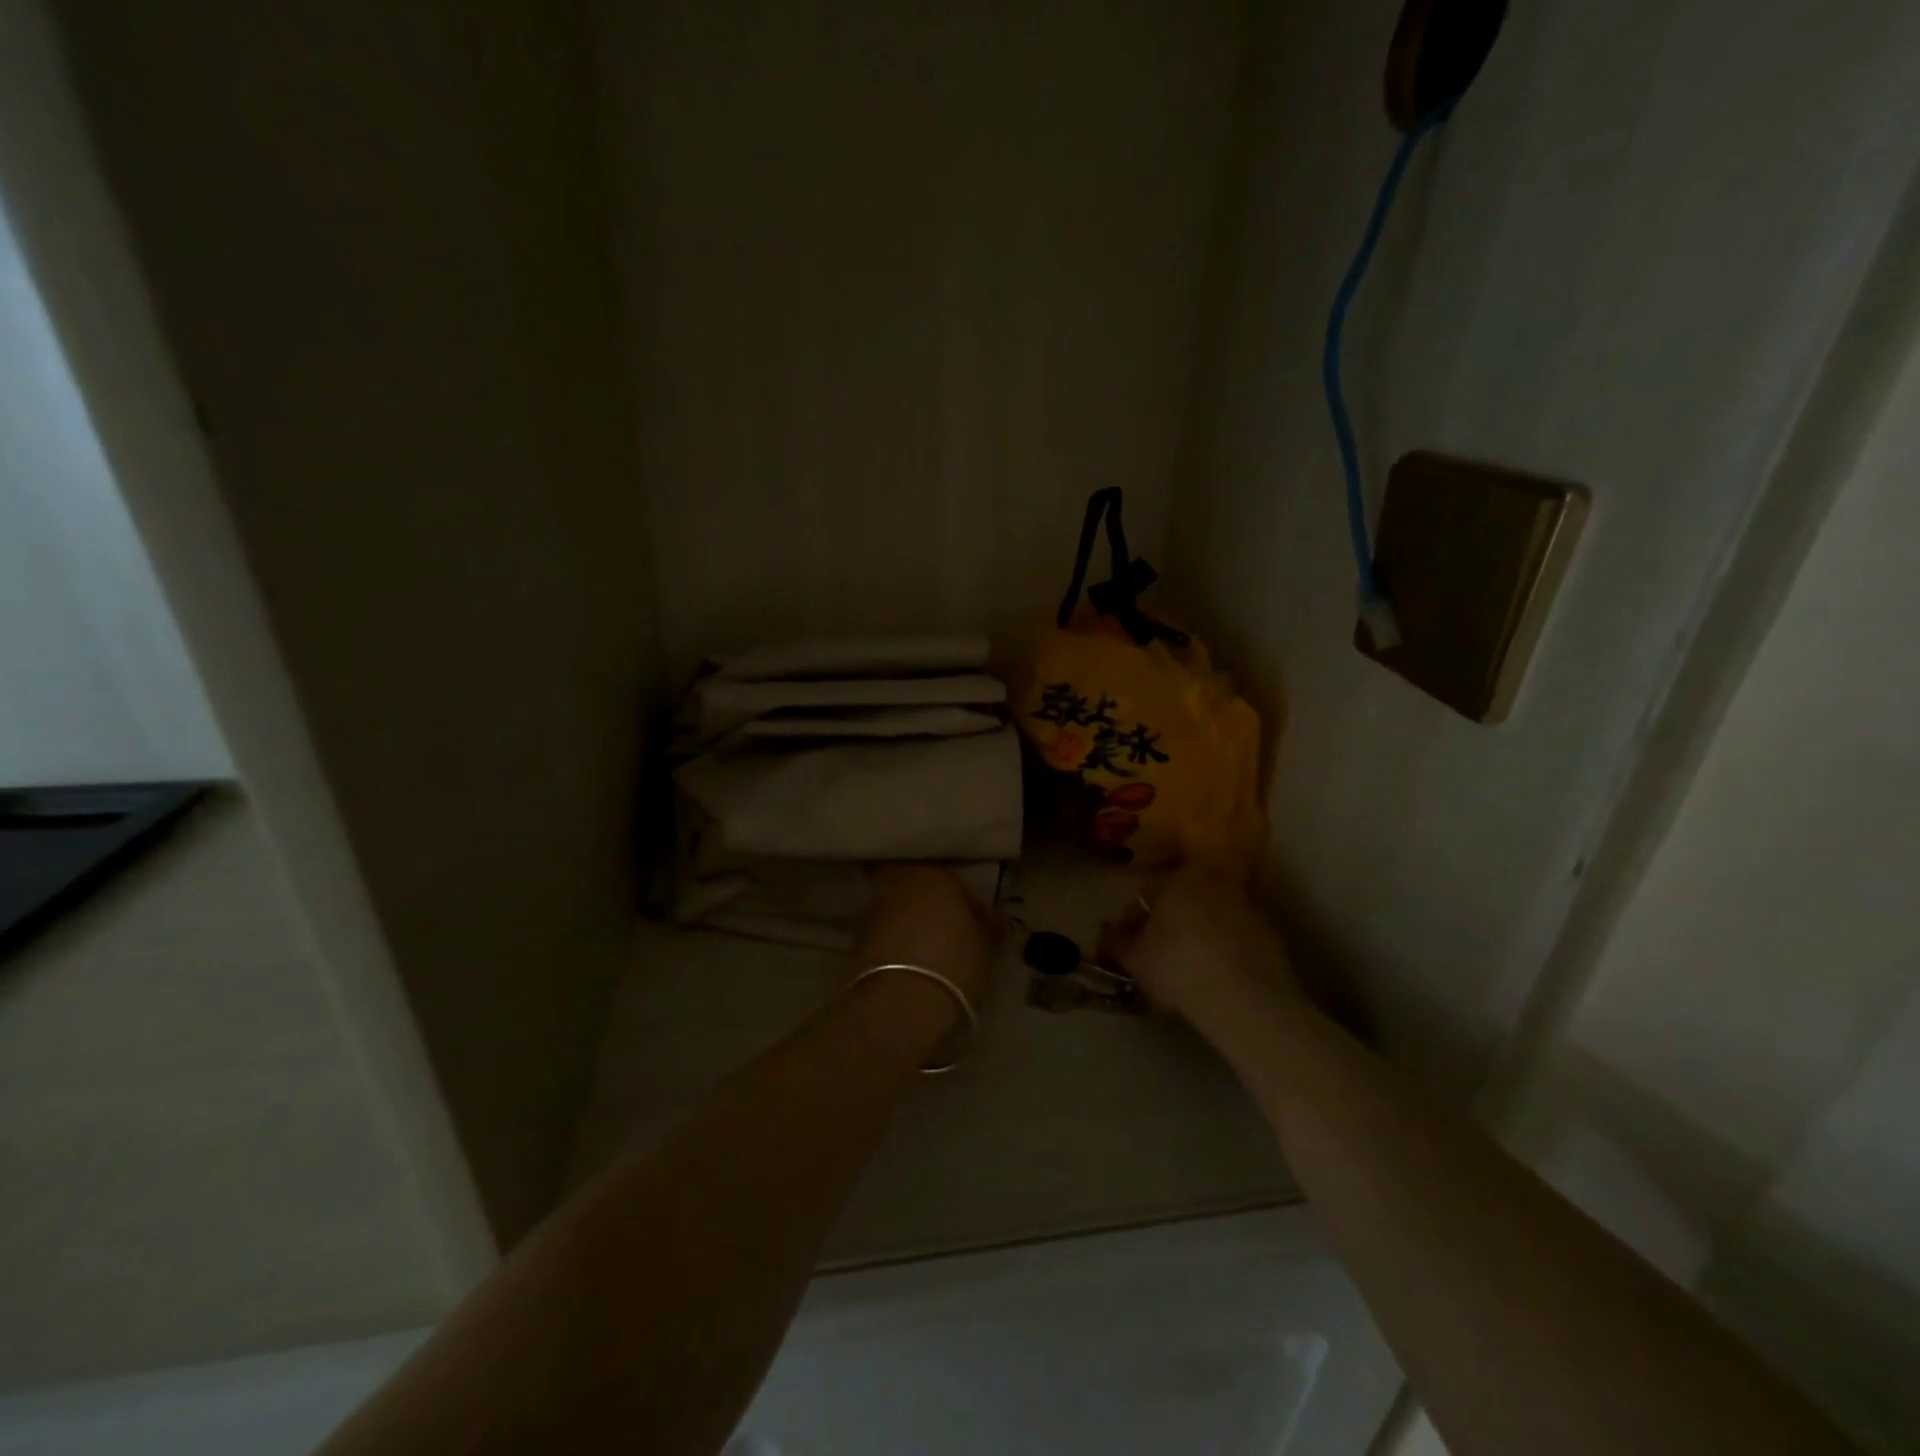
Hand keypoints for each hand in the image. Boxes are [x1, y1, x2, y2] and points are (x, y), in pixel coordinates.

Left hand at [852, 867, 998, 1056]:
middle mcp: (904, 882)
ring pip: (905, 912)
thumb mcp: (985, 948)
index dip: (975, 914)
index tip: (984, 936)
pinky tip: (910, 966)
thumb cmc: (954, 965)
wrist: (901, 1002)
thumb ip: (989, 927)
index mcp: (938, 876)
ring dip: (916, 927)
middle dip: (940, 914)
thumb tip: (991, 920)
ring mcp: (877, 907)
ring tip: (931, 956)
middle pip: (928, 896)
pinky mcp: (859, 935)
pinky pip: (888, 933)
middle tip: (955, 942)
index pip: (963, 890)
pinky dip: (898, 943)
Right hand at [1104, 869, 1297, 1028]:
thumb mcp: (1134, 960)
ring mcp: (1246, 907)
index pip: (1145, 892)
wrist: (1246, 999)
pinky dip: (1224, 951)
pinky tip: (1217, 979)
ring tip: (1188, 970)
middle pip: (1182, 901)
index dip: (1133, 921)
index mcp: (1177, 879)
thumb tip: (1106, 931)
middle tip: (1158, 956)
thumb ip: (1115, 941)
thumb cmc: (1178, 968)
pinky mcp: (1270, 935)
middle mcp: (1214, 882)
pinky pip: (1235, 938)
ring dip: (1198, 936)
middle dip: (1169, 924)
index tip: (1130, 947)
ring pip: (1210, 918)